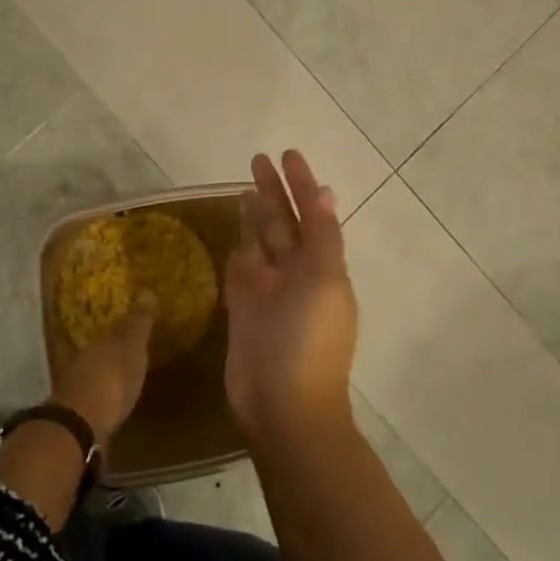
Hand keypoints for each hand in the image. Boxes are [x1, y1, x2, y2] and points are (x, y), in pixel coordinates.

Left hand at [50, 294, 156, 441]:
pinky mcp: (80, 411)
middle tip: (133, 349)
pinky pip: (96, 393)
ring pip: (97, 370)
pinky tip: (115, 399)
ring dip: (109, 371)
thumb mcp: (131, 346)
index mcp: (101, 340)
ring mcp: (80, 384)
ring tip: (126, 375)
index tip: (139, 325)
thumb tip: (146, 291)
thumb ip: (138, 322)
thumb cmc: (113, 378)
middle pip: (104, 349)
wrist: (81, 423)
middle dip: (117, 349)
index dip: (128, 326)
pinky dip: (105, 392)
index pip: (116, 327)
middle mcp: (87, 358)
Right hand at [225, 151, 357, 446]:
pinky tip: (234, 235)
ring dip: (256, 217)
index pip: (313, 214)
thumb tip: (326, 193)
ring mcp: (269, 293)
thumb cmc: (308, 340)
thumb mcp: (323, 280)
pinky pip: (242, 272)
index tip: (288, 154)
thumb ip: (321, 236)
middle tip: (258, 159)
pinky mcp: (243, 311)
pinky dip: (239, 251)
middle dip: (274, 192)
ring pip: (261, 244)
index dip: (302, 184)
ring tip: (245, 188)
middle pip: (283, 224)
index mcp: (323, 267)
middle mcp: (297, 275)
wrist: (283, 406)